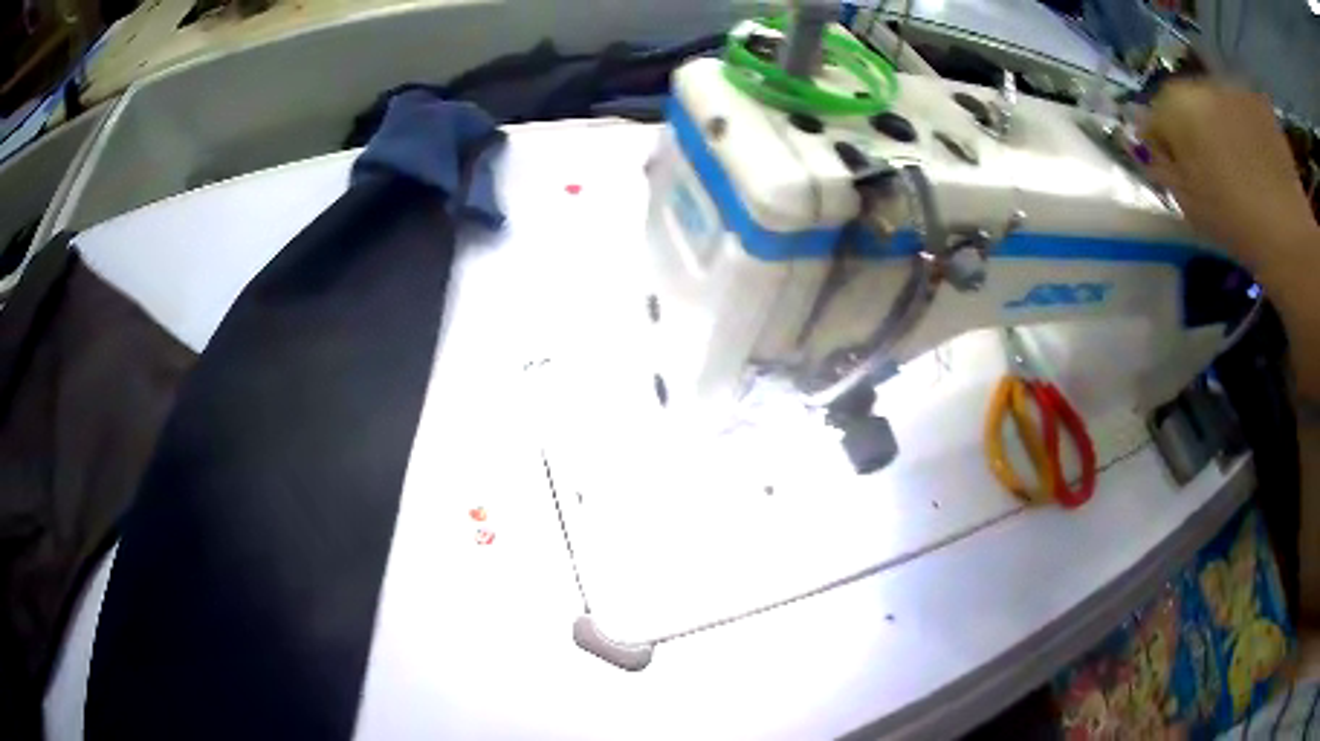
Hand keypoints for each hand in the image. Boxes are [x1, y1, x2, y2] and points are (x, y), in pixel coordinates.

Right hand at [1139, 80, 1314, 265]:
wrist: (1287, 235)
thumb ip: (1161, 166)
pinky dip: (1246, 126)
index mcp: (1175, 105)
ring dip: (1221, 124)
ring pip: (1218, 102)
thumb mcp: (1187, 203)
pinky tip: (1257, 158)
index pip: (1154, 114)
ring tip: (1239, 164)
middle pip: (1188, 102)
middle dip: (1193, 127)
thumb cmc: (1233, 223)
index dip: (1162, 143)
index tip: (1174, 170)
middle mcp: (1201, 84)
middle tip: (1210, 168)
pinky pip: (1244, 109)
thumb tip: (1147, 148)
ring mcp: (1234, 90)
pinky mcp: (1259, 104)